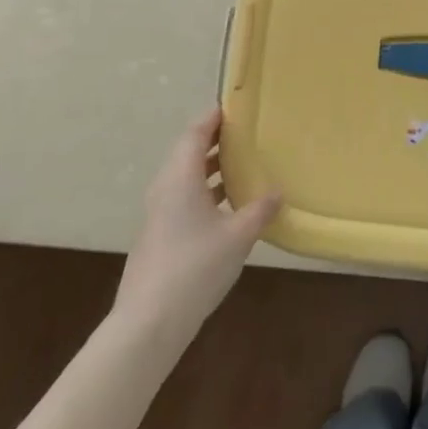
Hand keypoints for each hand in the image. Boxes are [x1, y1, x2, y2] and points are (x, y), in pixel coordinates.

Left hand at [113, 109, 280, 344]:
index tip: (235, 107)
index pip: (195, 133)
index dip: (213, 117)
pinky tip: (229, 204)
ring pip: (186, 177)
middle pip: (188, 152)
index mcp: (180, 178)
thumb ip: (259, 210)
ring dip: (211, 167)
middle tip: (246, 133)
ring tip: (243, 163)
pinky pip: (184, 197)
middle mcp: (165, 188)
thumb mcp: (238, 236)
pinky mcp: (160, 234)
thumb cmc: (195, 267)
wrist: (149, 321)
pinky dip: (206, 190)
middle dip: (215, 140)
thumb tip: (277, 192)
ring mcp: (159, 212)